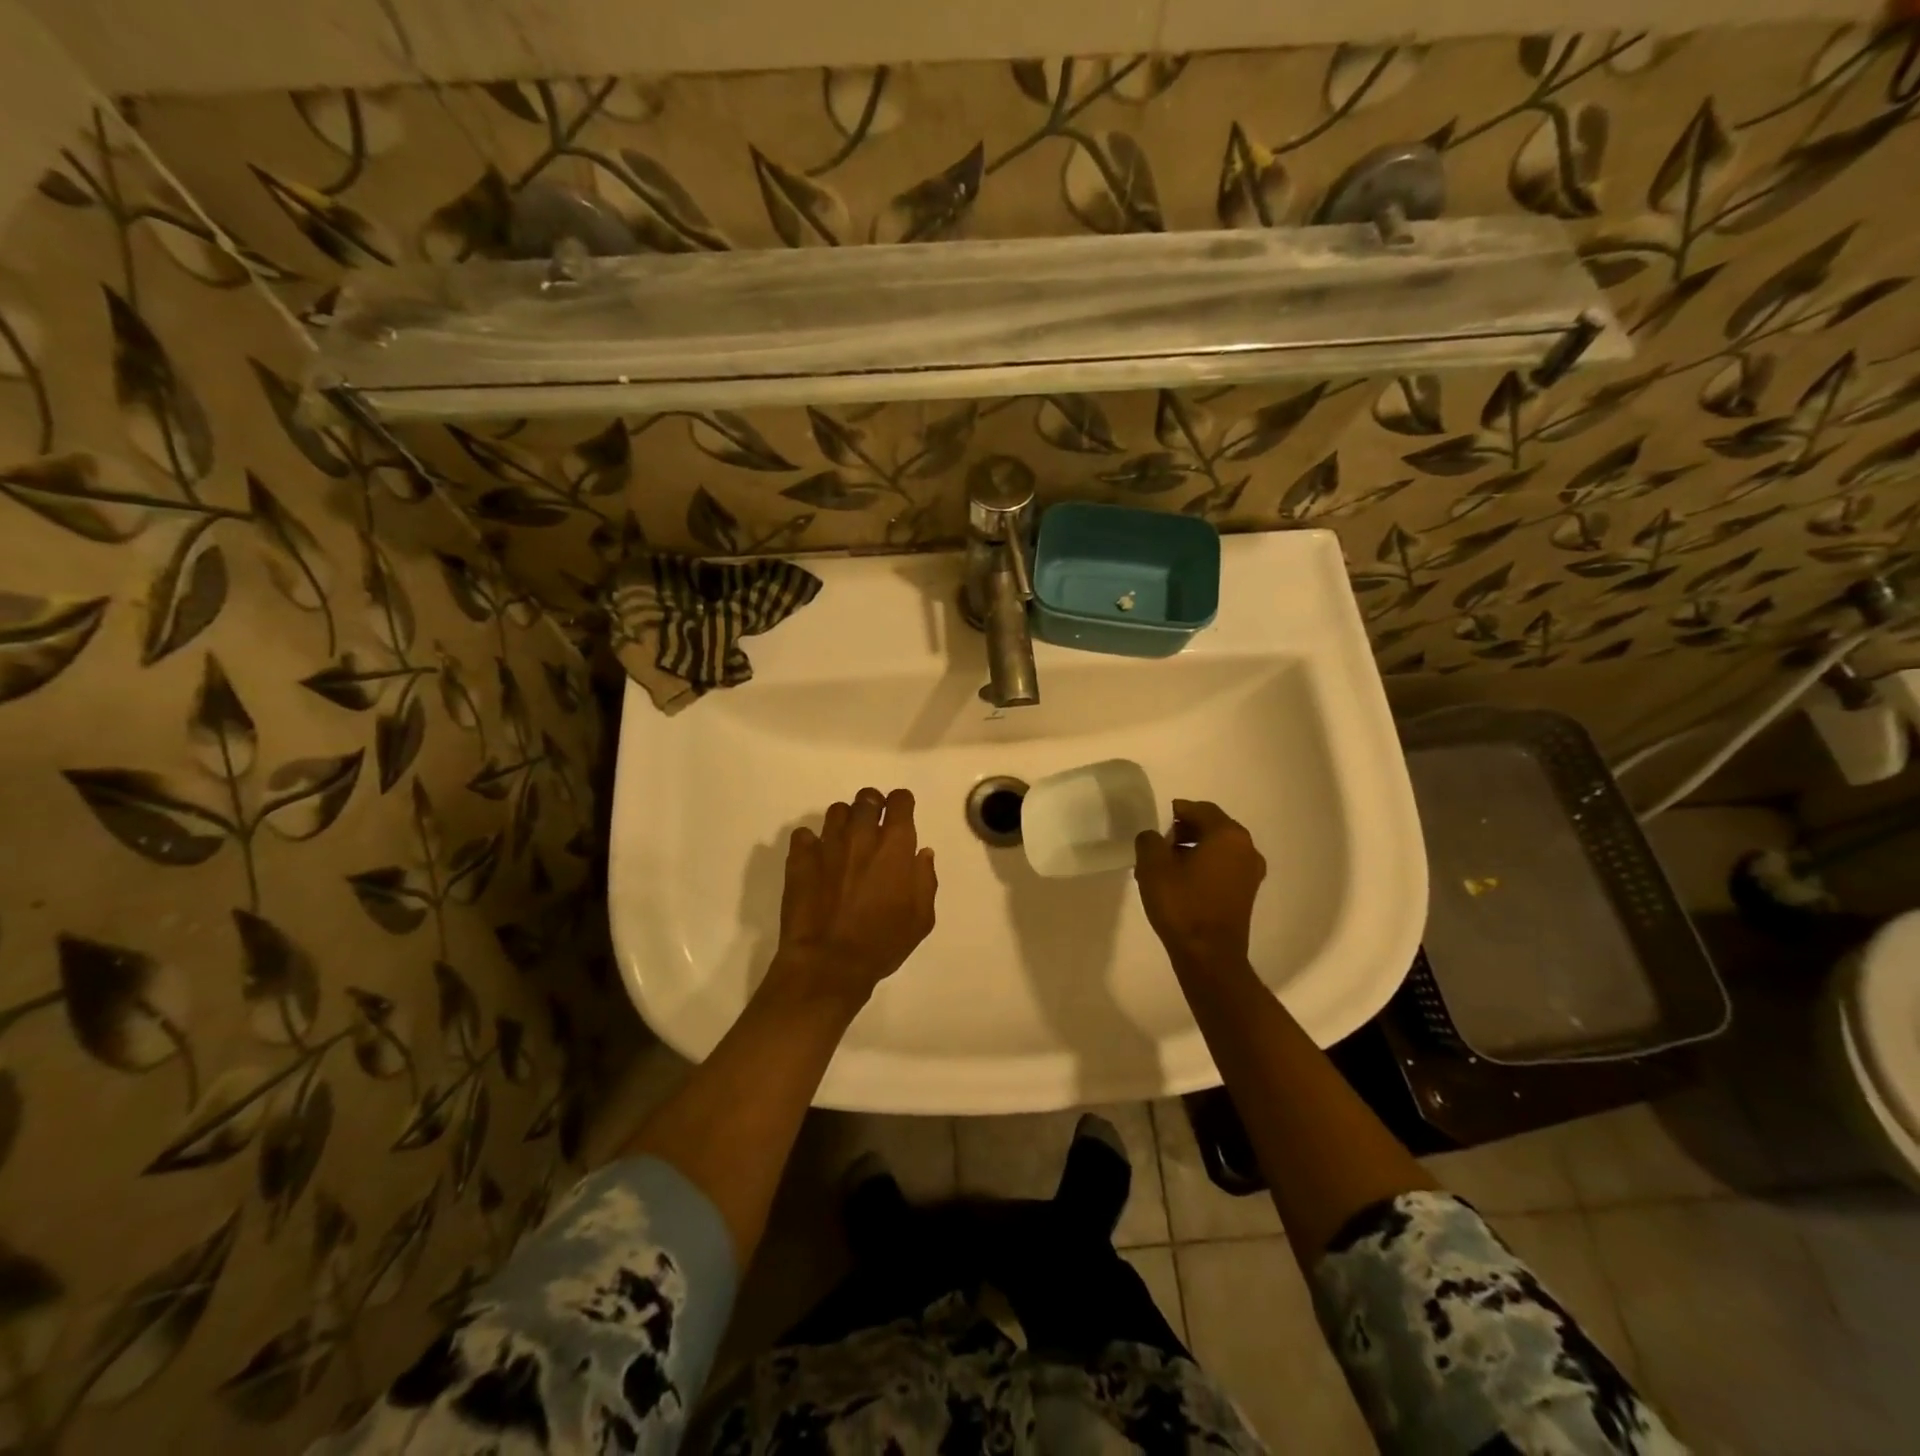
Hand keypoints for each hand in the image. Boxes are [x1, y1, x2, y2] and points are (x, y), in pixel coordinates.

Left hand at [766, 787, 937, 1012]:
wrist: (829, 962)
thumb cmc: (882, 942)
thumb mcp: (921, 918)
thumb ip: (925, 879)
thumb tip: (921, 854)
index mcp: (894, 845)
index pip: (900, 800)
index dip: (902, 803)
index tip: (901, 814)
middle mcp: (861, 835)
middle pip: (866, 798)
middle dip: (873, 806)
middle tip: (874, 826)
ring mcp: (827, 844)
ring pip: (836, 811)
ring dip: (845, 821)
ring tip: (845, 842)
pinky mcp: (800, 858)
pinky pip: (804, 835)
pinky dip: (812, 843)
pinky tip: (817, 859)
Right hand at [1134, 800, 1266, 970]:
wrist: (1209, 955)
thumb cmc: (1182, 905)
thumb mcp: (1153, 866)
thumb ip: (1149, 840)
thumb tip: (1153, 837)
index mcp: (1228, 835)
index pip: (1201, 809)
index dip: (1177, 811)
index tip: (1157, 820)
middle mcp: (1246, 848)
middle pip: (1212, 826)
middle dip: (1185, 830)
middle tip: (1159, 843)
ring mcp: (1251, 872)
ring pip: (1218, 847)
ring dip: (1194, 848)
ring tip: (1166, 863)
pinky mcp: (1247, 893)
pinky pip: (1224, 866)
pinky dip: (1204, 865)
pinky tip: (1182, 880)